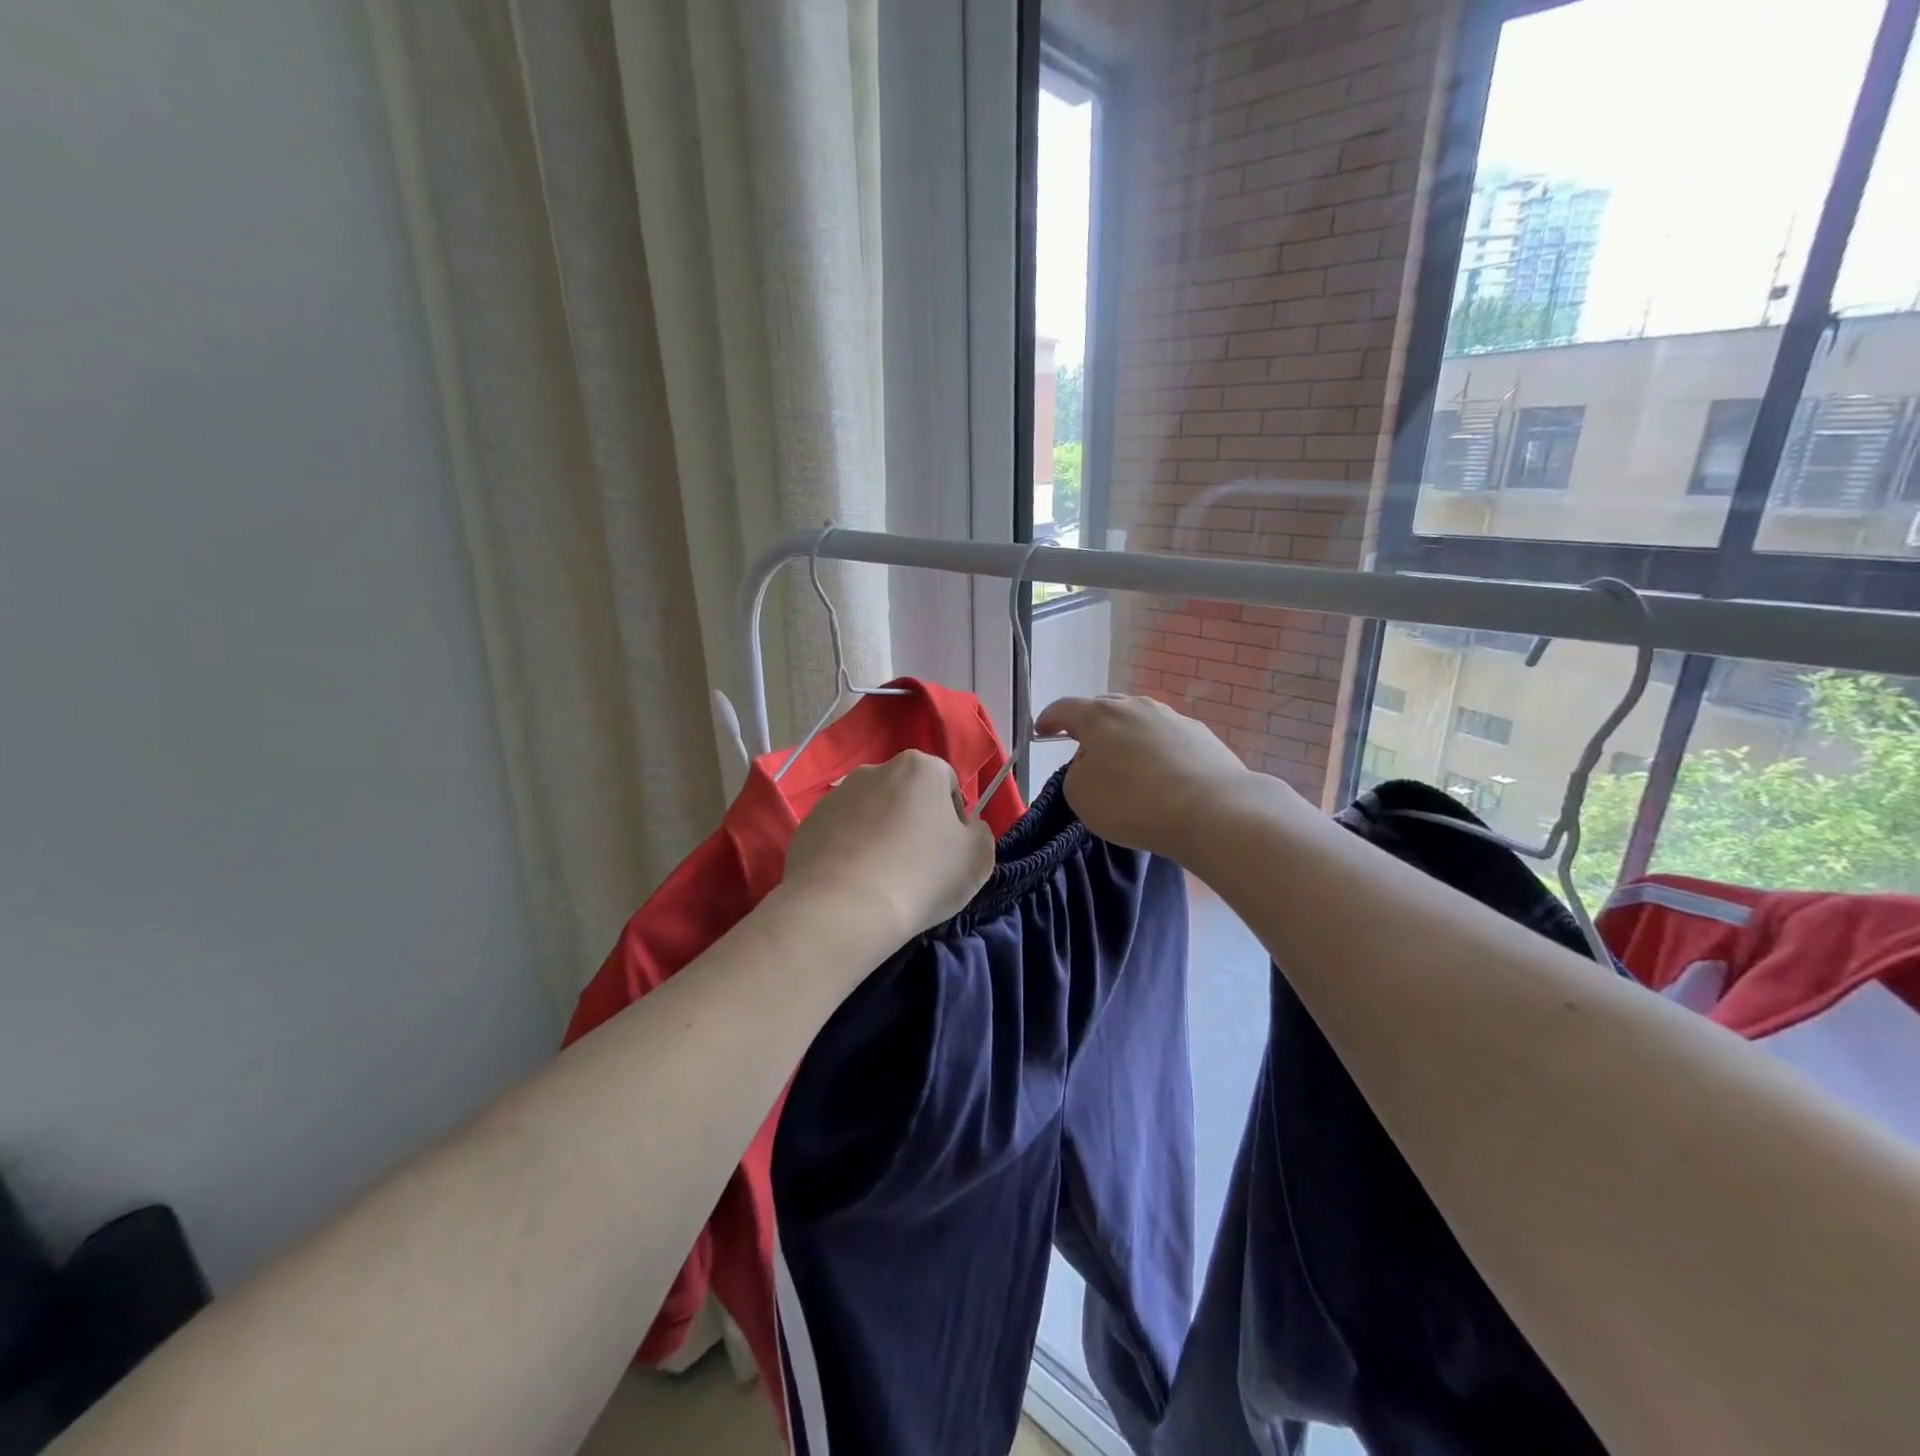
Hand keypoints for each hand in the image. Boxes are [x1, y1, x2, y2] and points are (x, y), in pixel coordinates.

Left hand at [780, 749, 996, 946]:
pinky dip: (848, 852)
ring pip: (870, 813)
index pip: (947, 785)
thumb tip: (965, 828)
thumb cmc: (923, 876)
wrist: (843, 908)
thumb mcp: (978, 858)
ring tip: (881, 878)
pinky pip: (839, 835)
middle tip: (917, 866)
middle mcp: (875, 770)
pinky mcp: (808, 824)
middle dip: (912, 822)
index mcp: (920, 768)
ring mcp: (836, 796)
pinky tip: (853, 884)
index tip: (949, 853)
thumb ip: (979, 833)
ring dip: (879, 835)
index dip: (954, 819)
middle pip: (905, 794)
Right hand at [1036, 694, 1277, 858]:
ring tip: (1124, 763)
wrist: (1212, 810)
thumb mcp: (1080, 794)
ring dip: (1125, 737)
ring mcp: (1172, 718)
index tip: (1041, 730)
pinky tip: (1160, 774)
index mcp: (1099, 715)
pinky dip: (1155, 751)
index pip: (1064, 708)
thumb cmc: (1133, 802)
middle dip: (1089, 725)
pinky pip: (1166, 738)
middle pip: (1104, 709)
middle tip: (1083, 747)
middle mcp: (1136, 706)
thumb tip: (1094, 762)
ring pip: (1138, 721)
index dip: (1049, 719)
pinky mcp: (1201, 735)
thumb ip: (1076, 771)